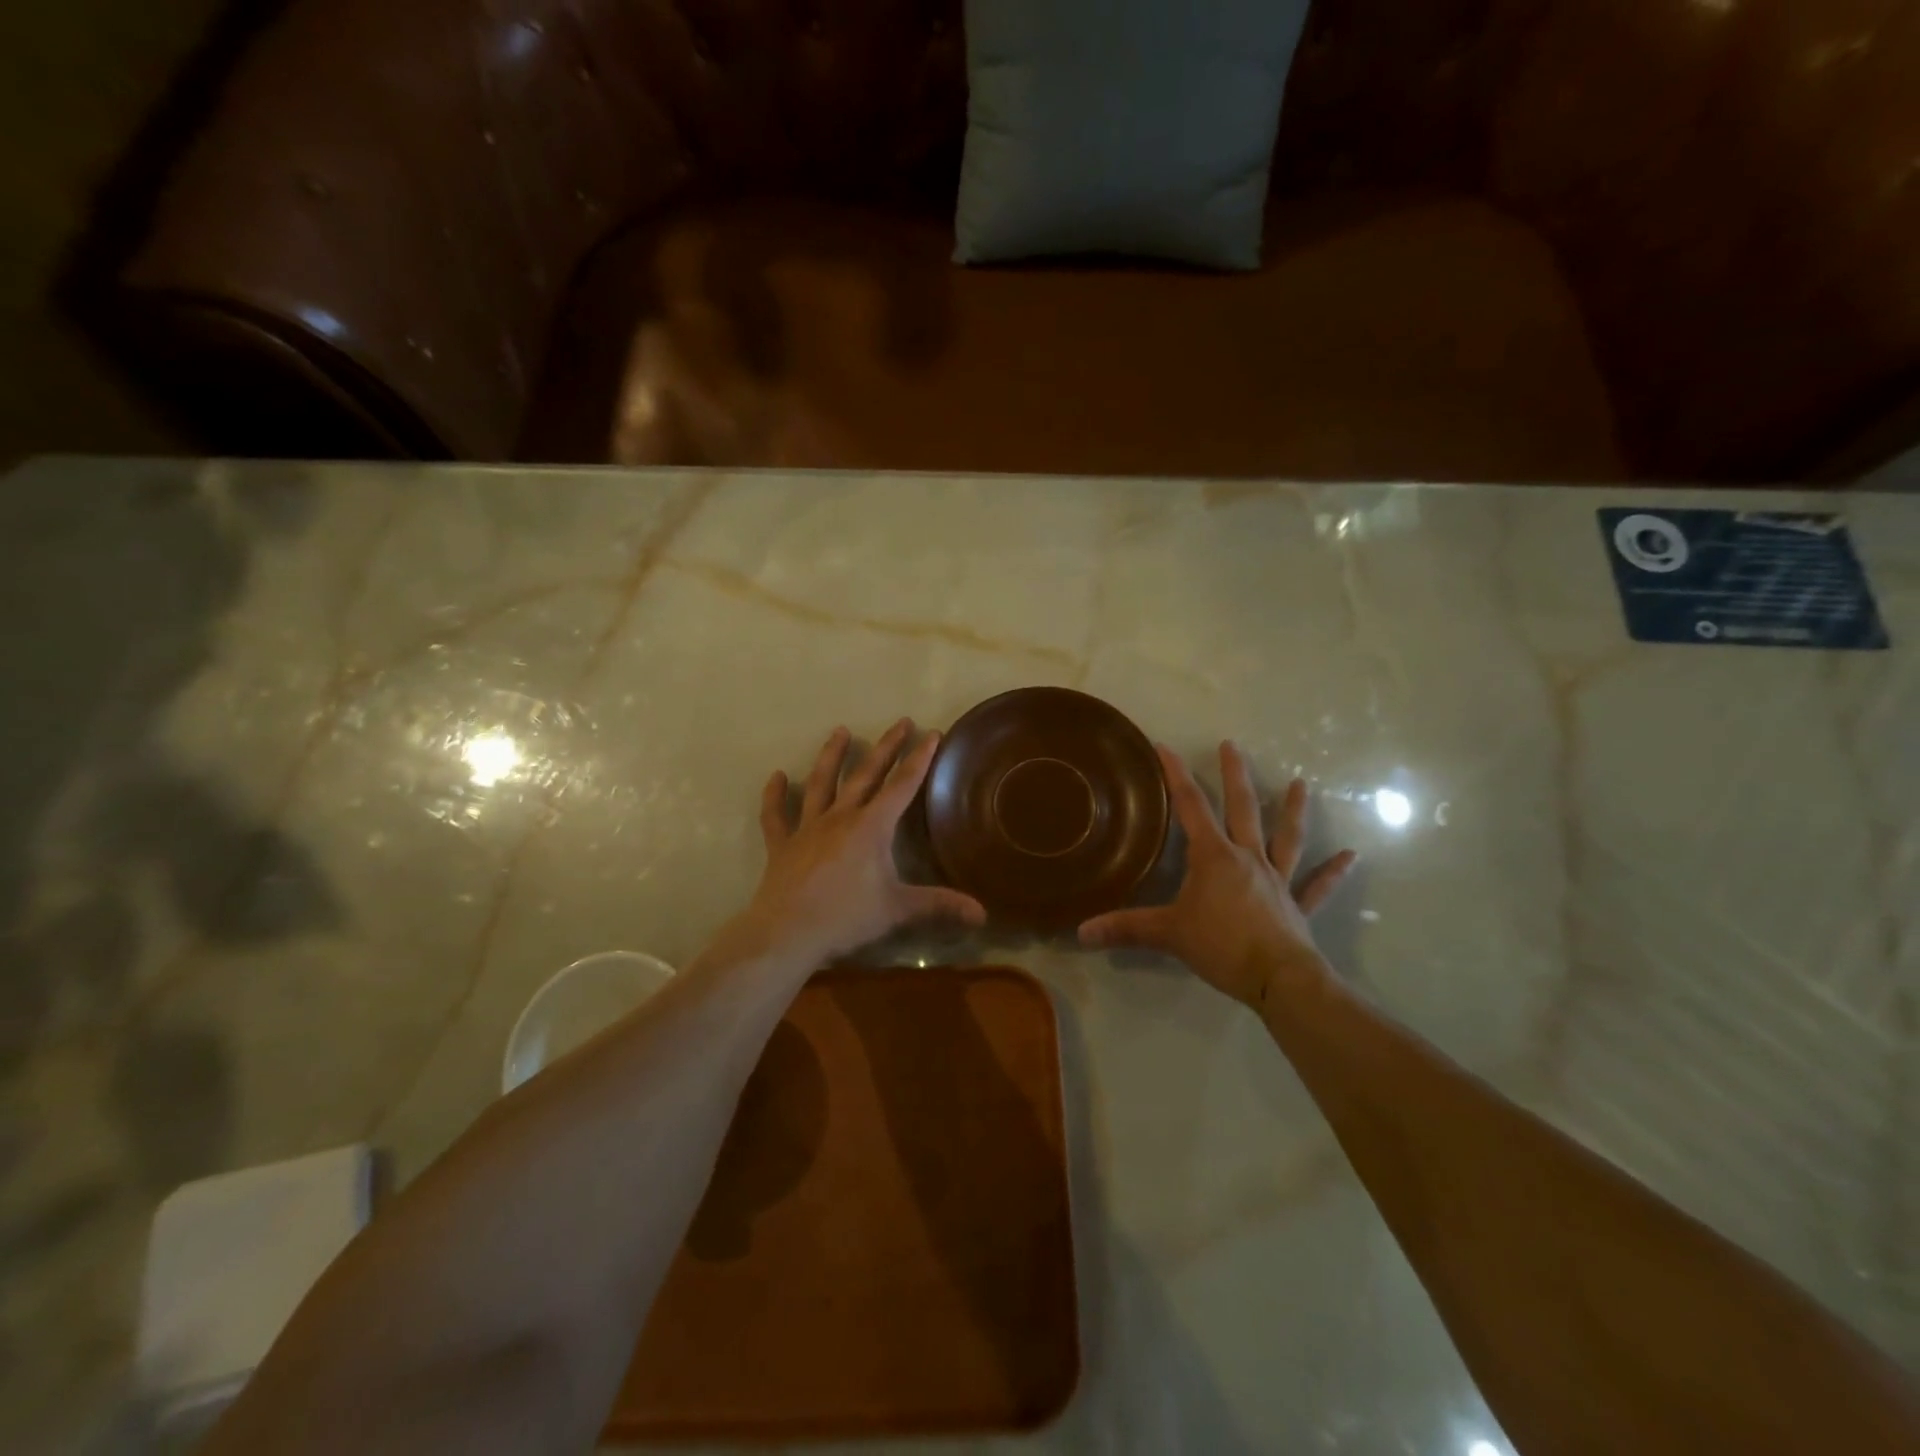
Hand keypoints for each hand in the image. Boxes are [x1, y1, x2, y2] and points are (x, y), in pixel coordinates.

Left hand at [736, 719, 985, 966]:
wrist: (787, 934)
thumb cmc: (846, 917)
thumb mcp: (898, 910)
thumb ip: (939, 905)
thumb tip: (983, 914)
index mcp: (871, 827)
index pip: (902, 786)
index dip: (919, 760)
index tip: (932, 734)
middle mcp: (840, 817)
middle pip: (866, 775)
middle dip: (886, 748)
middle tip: (900, 722)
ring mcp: (808, 828)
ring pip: (821, 783)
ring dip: (831, 756)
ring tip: (840, 731)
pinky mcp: (782, 845)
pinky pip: (776, 815)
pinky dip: (775, 795)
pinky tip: (777, 776)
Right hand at [1079, 742, 1356, 1008]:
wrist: (1279, 979)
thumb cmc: (1222, 946)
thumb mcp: (1168, 933)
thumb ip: (1125, 929)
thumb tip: (1081, 932)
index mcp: (1214, 856)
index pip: (1191, 807)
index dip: (1176, 776)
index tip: (1166, 746)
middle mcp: (1248, 858)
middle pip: (1242, 808)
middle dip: (1234, 775)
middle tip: (1232, 745)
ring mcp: (1277, 880)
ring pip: (1286, 837)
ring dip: (1292, 810)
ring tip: (1300, 784)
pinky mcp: (1297, 906)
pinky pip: (1317, 886)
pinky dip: (1332, 872)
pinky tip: (1350, 857)